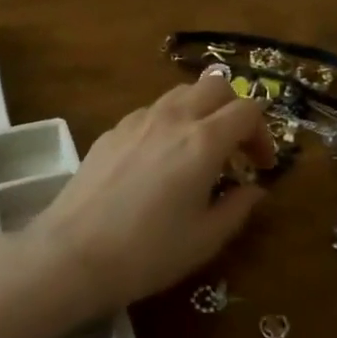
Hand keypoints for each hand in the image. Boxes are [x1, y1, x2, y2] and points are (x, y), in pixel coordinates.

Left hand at [26, 72, 275, 310]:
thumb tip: (254, 188)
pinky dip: (171, 122)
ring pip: (184, 91)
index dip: (263, 133)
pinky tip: (161, 159)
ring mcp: (140, 118)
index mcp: (204, 140)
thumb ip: (238, 207)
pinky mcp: (115, 128)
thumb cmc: (148, 252)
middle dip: (235, 108)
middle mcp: (175, 117)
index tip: (262, 165)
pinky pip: (154, 110)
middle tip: (236, 147)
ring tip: (199, 149)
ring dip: (202, 110)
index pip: (248, 110)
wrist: (73, 253)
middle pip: (217, 85)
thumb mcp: (205, 240)